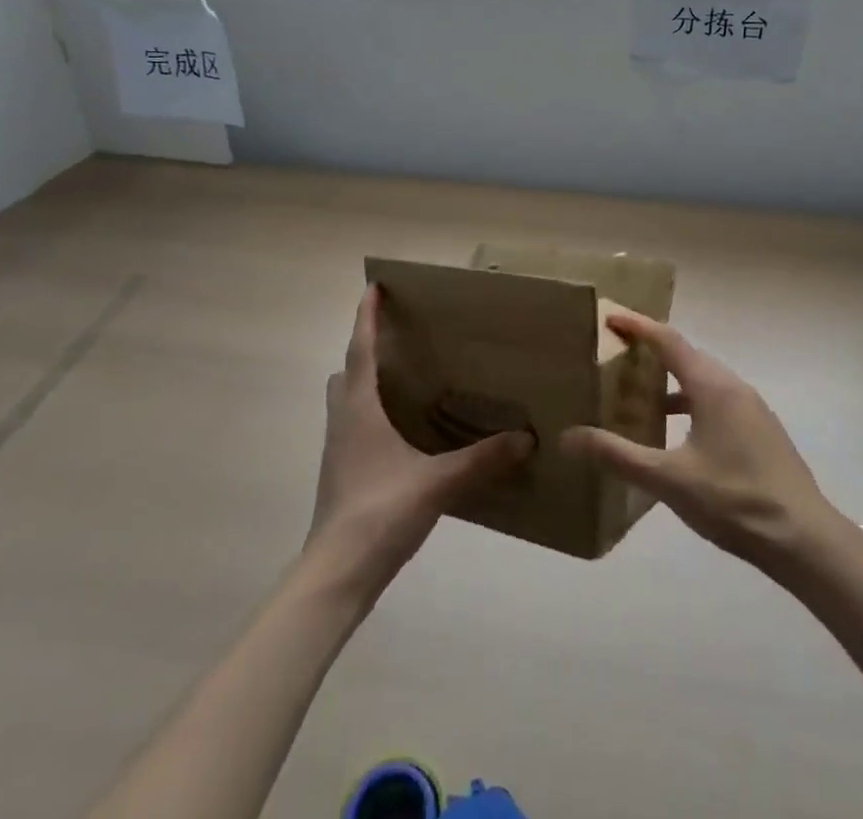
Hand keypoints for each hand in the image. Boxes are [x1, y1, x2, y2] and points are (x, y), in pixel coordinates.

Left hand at [306, 286, 532, 594]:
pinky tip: (400, 432)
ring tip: (401, 380)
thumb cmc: (379, 512)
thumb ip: (481, 459)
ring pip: (346, 401)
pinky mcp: (342, 474)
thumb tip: (526, 438)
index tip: (372, 287)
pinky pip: (353, 427)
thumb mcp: (437, 482)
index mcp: (359, 409)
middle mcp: (343, 421)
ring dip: (364, 383)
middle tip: (395, 339)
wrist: (336, 574)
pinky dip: (370, 414)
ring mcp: (338, 450)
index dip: (365, 317)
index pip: (360, 350)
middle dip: (364, 350)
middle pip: (346, 372)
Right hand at [561, 311, 839, 569]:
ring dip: (672, 380)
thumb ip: (618, 456)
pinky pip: (717, 401)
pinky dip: (691, 402)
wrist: (804, 539)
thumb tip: (568, 436)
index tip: (610, 317)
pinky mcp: (761, 432)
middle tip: (618, 354)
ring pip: (704, 380)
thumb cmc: (734, 500)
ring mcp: (752, 409)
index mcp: (712, 386)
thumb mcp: (669, 480)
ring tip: (640, 395)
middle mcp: (733, 387)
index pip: (669, 341)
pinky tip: (677, 435)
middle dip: (652, 350)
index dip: (638, 326)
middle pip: (687, 355)